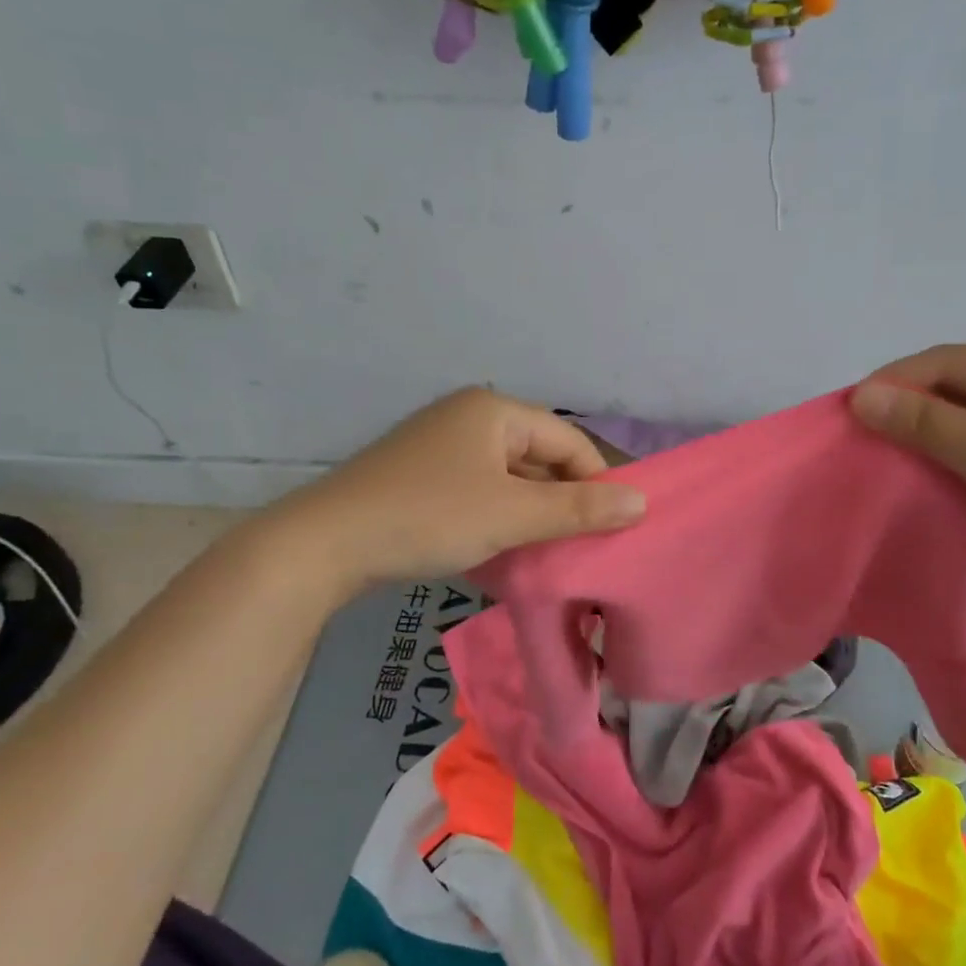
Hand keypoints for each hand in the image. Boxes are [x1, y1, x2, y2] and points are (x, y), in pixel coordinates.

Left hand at [291, 387, 645, 589]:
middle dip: (561, 502)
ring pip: (508, 480)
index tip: (610, 529)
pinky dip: (497, 519)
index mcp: (494, 411)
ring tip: (544, 554)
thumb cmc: (429, 517)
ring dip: (530, 515)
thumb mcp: (512, 515)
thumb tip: (642, 502)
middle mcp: (468, 418)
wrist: (323, 545)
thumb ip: (579, 509)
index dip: (596, 483)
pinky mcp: (419, 477)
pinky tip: (502, 552)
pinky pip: (478, 492)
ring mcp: (439, 447)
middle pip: (538, 458)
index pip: (569, 441)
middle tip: (578, 547)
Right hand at [851, 345, 965, 610]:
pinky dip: (952, 458)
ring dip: (929, 434)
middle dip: (910, 406)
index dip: (896, 380)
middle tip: (864, 432)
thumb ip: (924, 421)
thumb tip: (861, 395)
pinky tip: (927, 475)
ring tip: (887, 453)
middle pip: (961, 387)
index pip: (951, 361)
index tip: (850, 409)